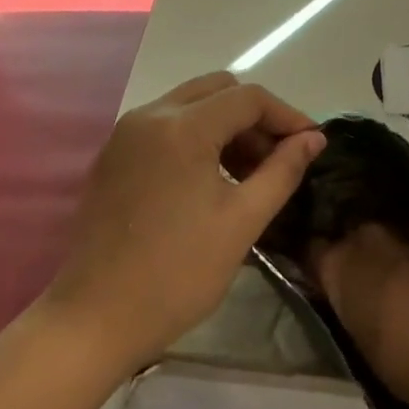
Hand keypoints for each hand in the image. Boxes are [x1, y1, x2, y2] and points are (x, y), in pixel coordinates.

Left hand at [48, 72, 326, 368]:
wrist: (95, 318)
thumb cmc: (177, 273)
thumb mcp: (242, 221)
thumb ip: (282, 171)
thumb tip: (313, 139)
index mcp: (182, 127)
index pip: (248, 98)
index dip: (287, 116)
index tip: (312, 144)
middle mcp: (149, 115)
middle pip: (217, 90)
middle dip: (255, 117)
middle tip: (278, 158)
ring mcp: (125, 134)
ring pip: (190, 105)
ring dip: (226, 126)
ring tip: (249, 173)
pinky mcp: (113, 155)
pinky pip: (165, 126)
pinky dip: (196, 137)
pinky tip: (210, 179)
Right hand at [313, 224, 408, 405]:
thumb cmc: (399, 358)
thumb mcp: (357, 339)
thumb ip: (347, 309)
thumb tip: (350, 302)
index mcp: (335, 263)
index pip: (310, 251)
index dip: (315, 263)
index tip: (317, 276)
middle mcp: (364, 236)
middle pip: (349, 235)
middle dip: (351, 251)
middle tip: (357, 277)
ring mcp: (402, 232)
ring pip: (383, 237)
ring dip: (383, 253)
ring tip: (390, 277)